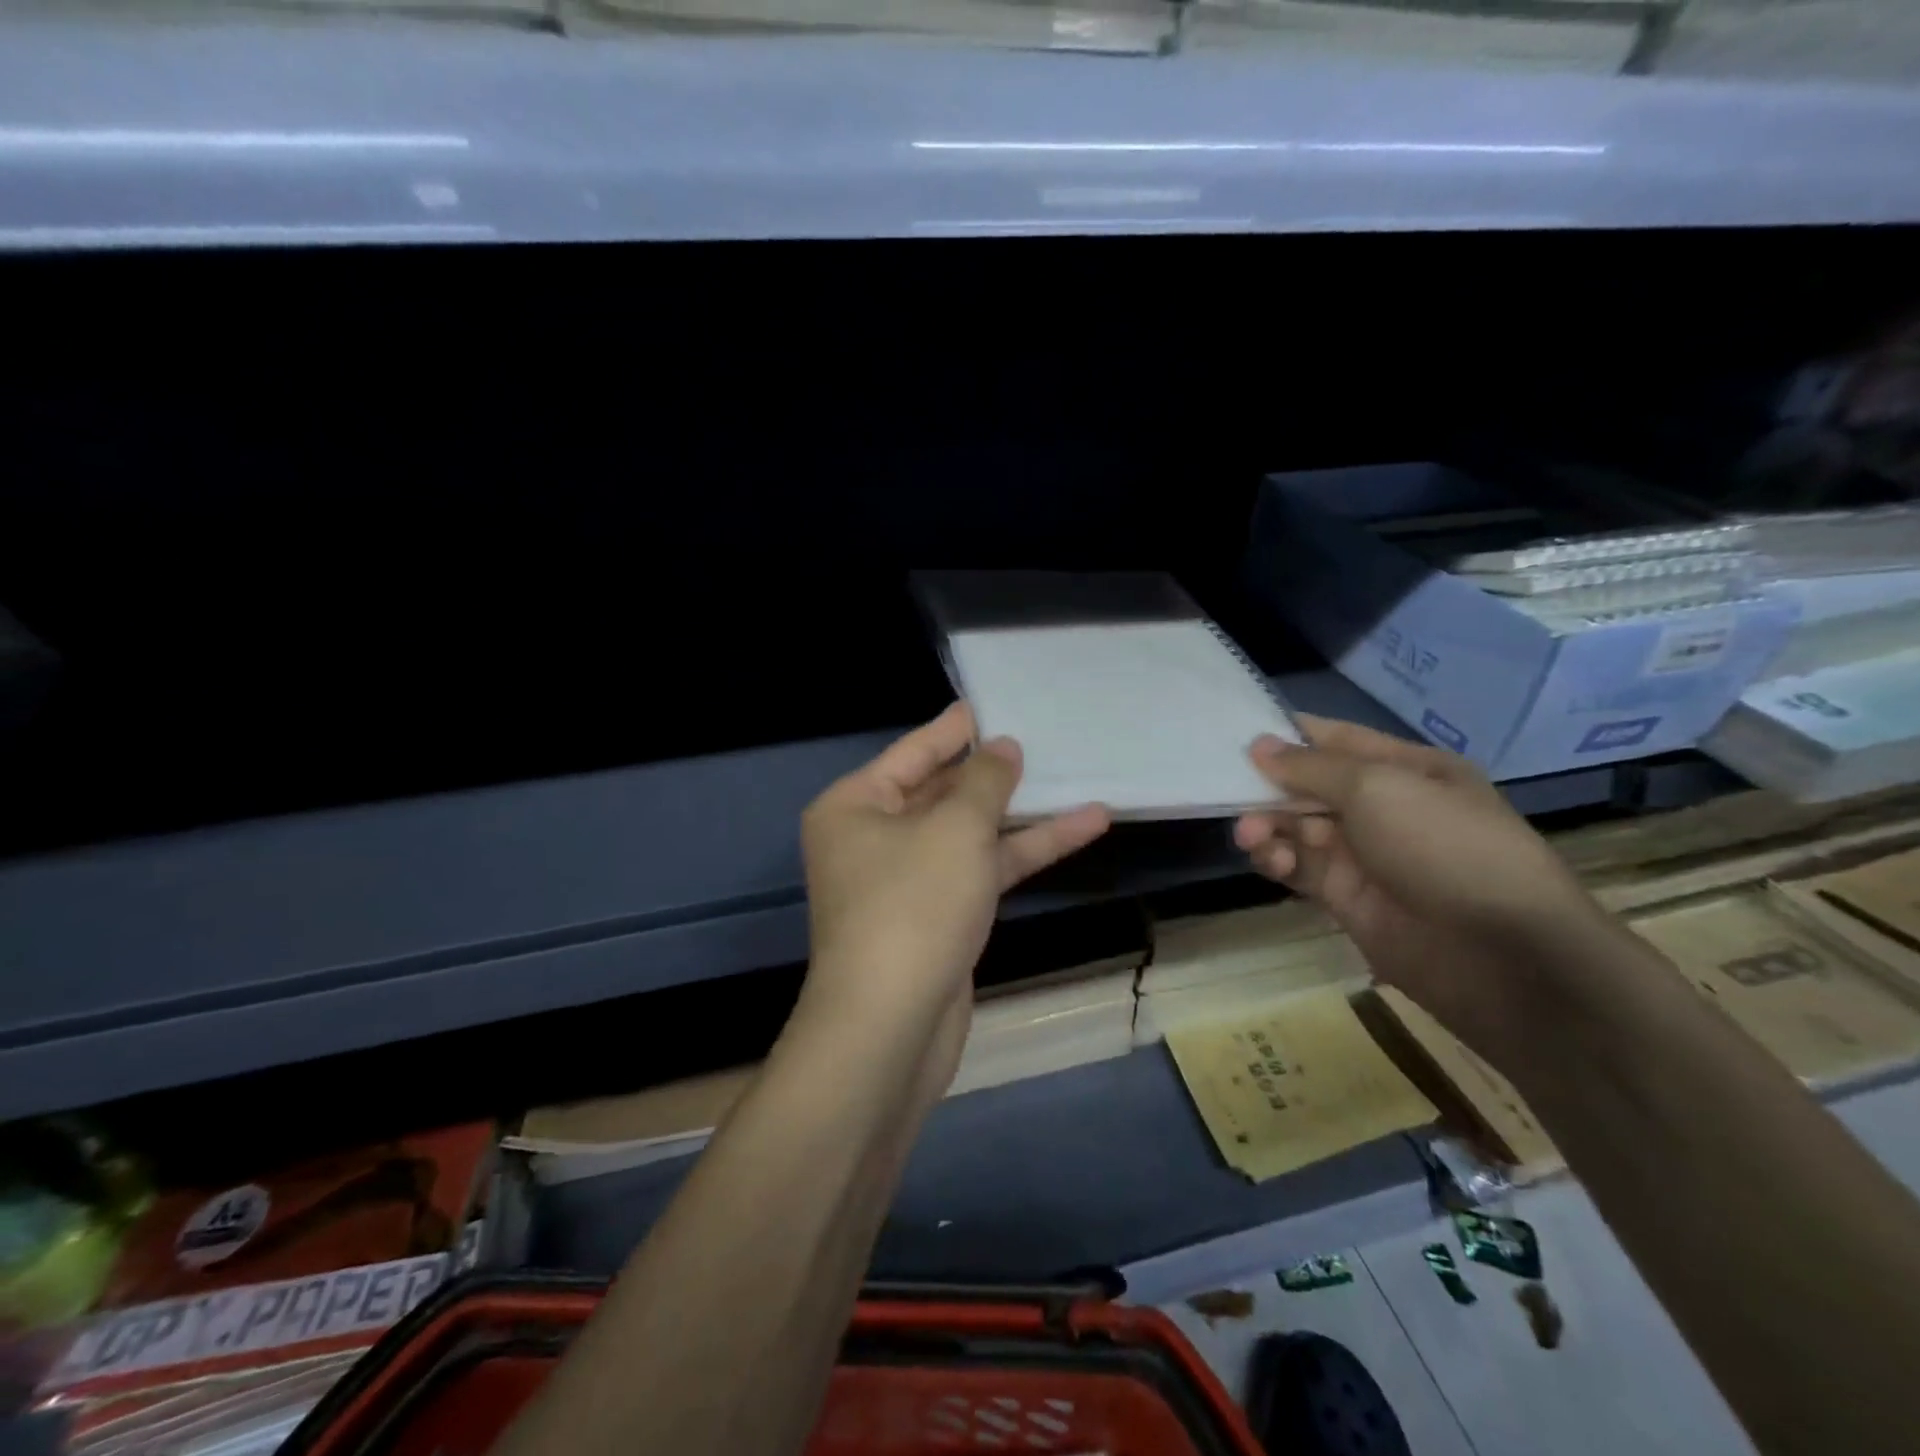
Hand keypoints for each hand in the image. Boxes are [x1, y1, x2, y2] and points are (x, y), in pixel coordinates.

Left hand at [798, 703, 1110, 1074]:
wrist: (892, 1028)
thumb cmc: (913, 906)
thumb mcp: (955, 829)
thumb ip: (984, 782)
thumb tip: (1002, 747)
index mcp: (855, 806)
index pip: (913, 752)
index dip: (956, 728)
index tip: (993, 703)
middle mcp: (873, 838)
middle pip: (942, 791)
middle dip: (994, 772)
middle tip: (1041, 738)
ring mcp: (907, 880)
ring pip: (969, 833)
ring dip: (1022, 814)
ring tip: (1079, 780)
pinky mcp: (938, 916)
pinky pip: (981, 869)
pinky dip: (1024, 852)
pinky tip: (1080, 829)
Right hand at [1234, 715, 1608, 1060]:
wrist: (1500, 955)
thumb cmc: (1445, 846)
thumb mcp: (1377, 788)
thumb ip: (1311, 768)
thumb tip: (1259, 745)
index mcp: (1407, 769)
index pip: (1337, 740)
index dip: (1289, 735)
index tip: (1237, 733)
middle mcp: (1385, 807)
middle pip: (1309, 786)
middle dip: (1271, 788)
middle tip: (1232, 795)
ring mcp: (1366, 854)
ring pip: (1298, 828)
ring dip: (1269, 826)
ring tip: (1253, 837)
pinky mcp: (1347, 897)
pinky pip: (1300, 867)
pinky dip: (1278, 860)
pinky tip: (1270, 861)